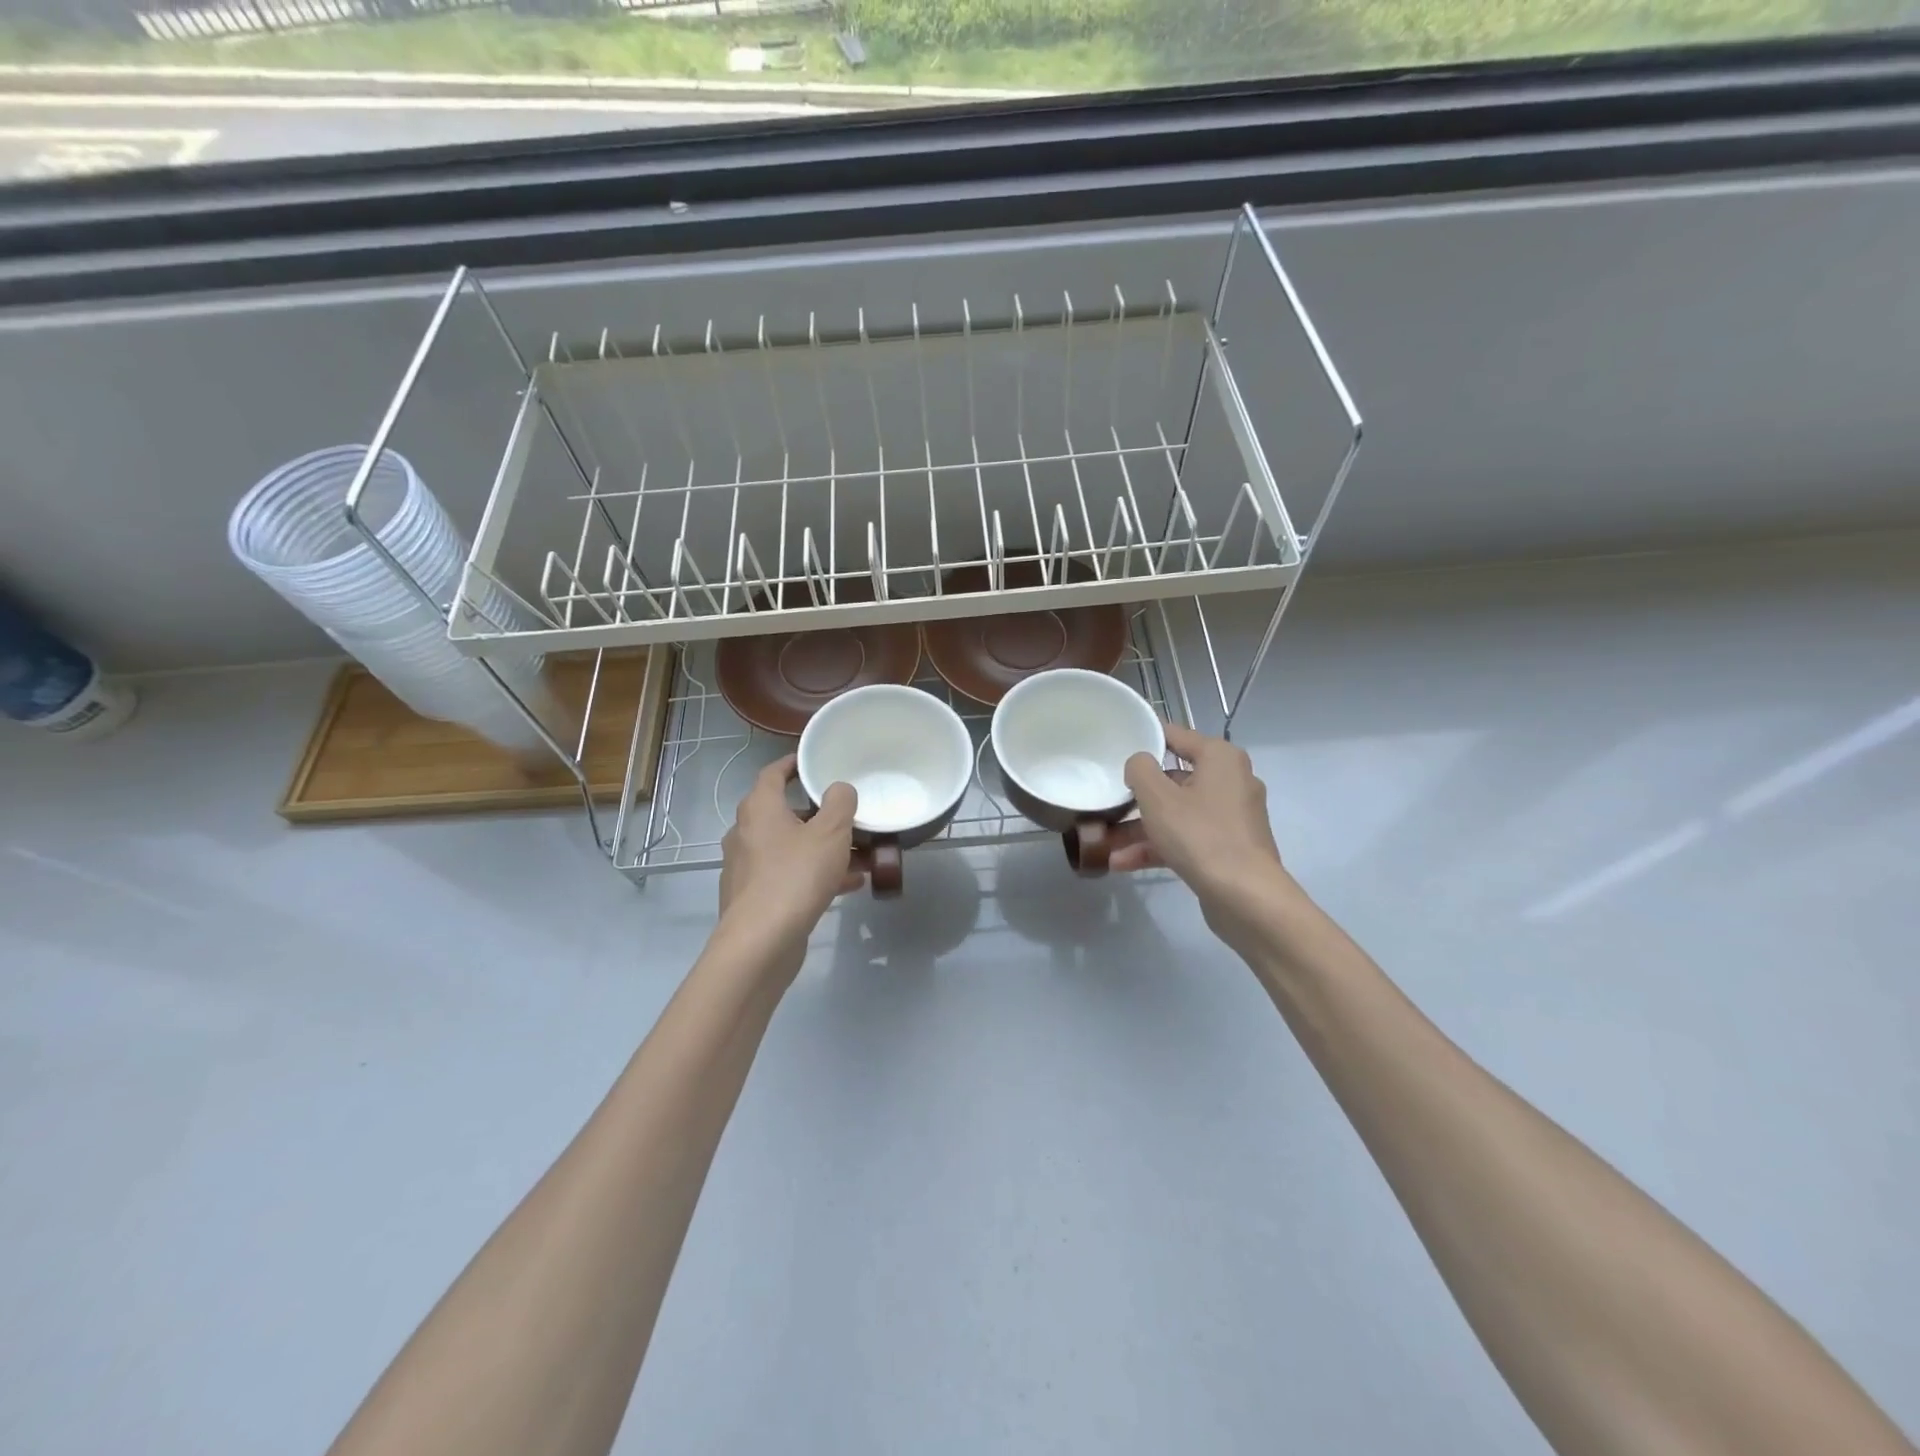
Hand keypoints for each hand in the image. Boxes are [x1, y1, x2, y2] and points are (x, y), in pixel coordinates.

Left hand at [718, 756, 864, 952]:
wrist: (761, 942)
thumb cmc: (795, 876)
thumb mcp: (830, 833)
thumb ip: (840, 803)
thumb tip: (839, 789)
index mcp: (759, 809)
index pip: (773, 774)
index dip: (794, 765)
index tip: (814, 763)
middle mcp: (746, 833)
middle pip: (785, 813)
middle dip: (819, 815)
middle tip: (848, 815)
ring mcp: (747, 867)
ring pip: (791, 848)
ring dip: (823, 848)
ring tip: (860, 854)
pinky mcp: (754, 897)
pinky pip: (790, 875)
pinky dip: (815, 874)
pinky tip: (849, 885)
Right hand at [1115, 724, 1291, 955]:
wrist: (1245, 897)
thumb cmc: (1200, 835)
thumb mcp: (1157, 797)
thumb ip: (1140, 769)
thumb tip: (1139, 763)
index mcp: (1220, 758)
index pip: (1175, 735)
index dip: (1144, 739)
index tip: (1115, 748)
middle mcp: (1231, 780)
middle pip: (1174, 779)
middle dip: (1138, 796)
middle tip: (1108, 800)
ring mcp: (1231, 817)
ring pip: (1177, 813)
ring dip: (1141, 828)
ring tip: (1106, 843)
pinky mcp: (1228, 847)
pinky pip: (1187, 837)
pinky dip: (1159, 846)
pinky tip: (1123, 862)